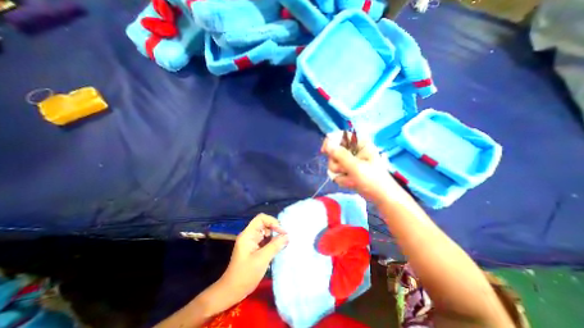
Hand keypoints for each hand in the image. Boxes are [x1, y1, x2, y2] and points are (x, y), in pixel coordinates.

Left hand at [215, 214, 287, 305]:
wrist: (231, 292)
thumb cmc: (245, 275)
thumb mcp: (262, 260)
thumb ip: (275, 246)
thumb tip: (287, 236)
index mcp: (248, 234)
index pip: (261, 218)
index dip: (272, 221)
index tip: (281, 231)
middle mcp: (250, 235)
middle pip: (264, 224)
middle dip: (275, 229)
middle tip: (285, 237)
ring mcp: (252, 242)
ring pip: (266, 232)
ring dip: (275, 236)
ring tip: (284, 243)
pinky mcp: (255, 248)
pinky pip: (266, 240)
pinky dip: (273, 242)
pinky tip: (279, 248)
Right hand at [319, 134, 406, 201]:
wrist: (381, 197)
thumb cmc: (372, 179)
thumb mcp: (356, 166)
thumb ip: (340, 155)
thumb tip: (327, 144)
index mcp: (359, 144)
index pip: (341, 136)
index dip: (331, 142)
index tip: (324, 151)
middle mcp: (353, 151)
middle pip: (334, 152)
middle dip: (337, 164)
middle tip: (345, 170)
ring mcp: (349, 162)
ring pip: (333, 164)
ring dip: (340, 174)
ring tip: (352, 179)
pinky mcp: (347, 172)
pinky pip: (336, 173)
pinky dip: (342, 179)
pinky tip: (351, 183)